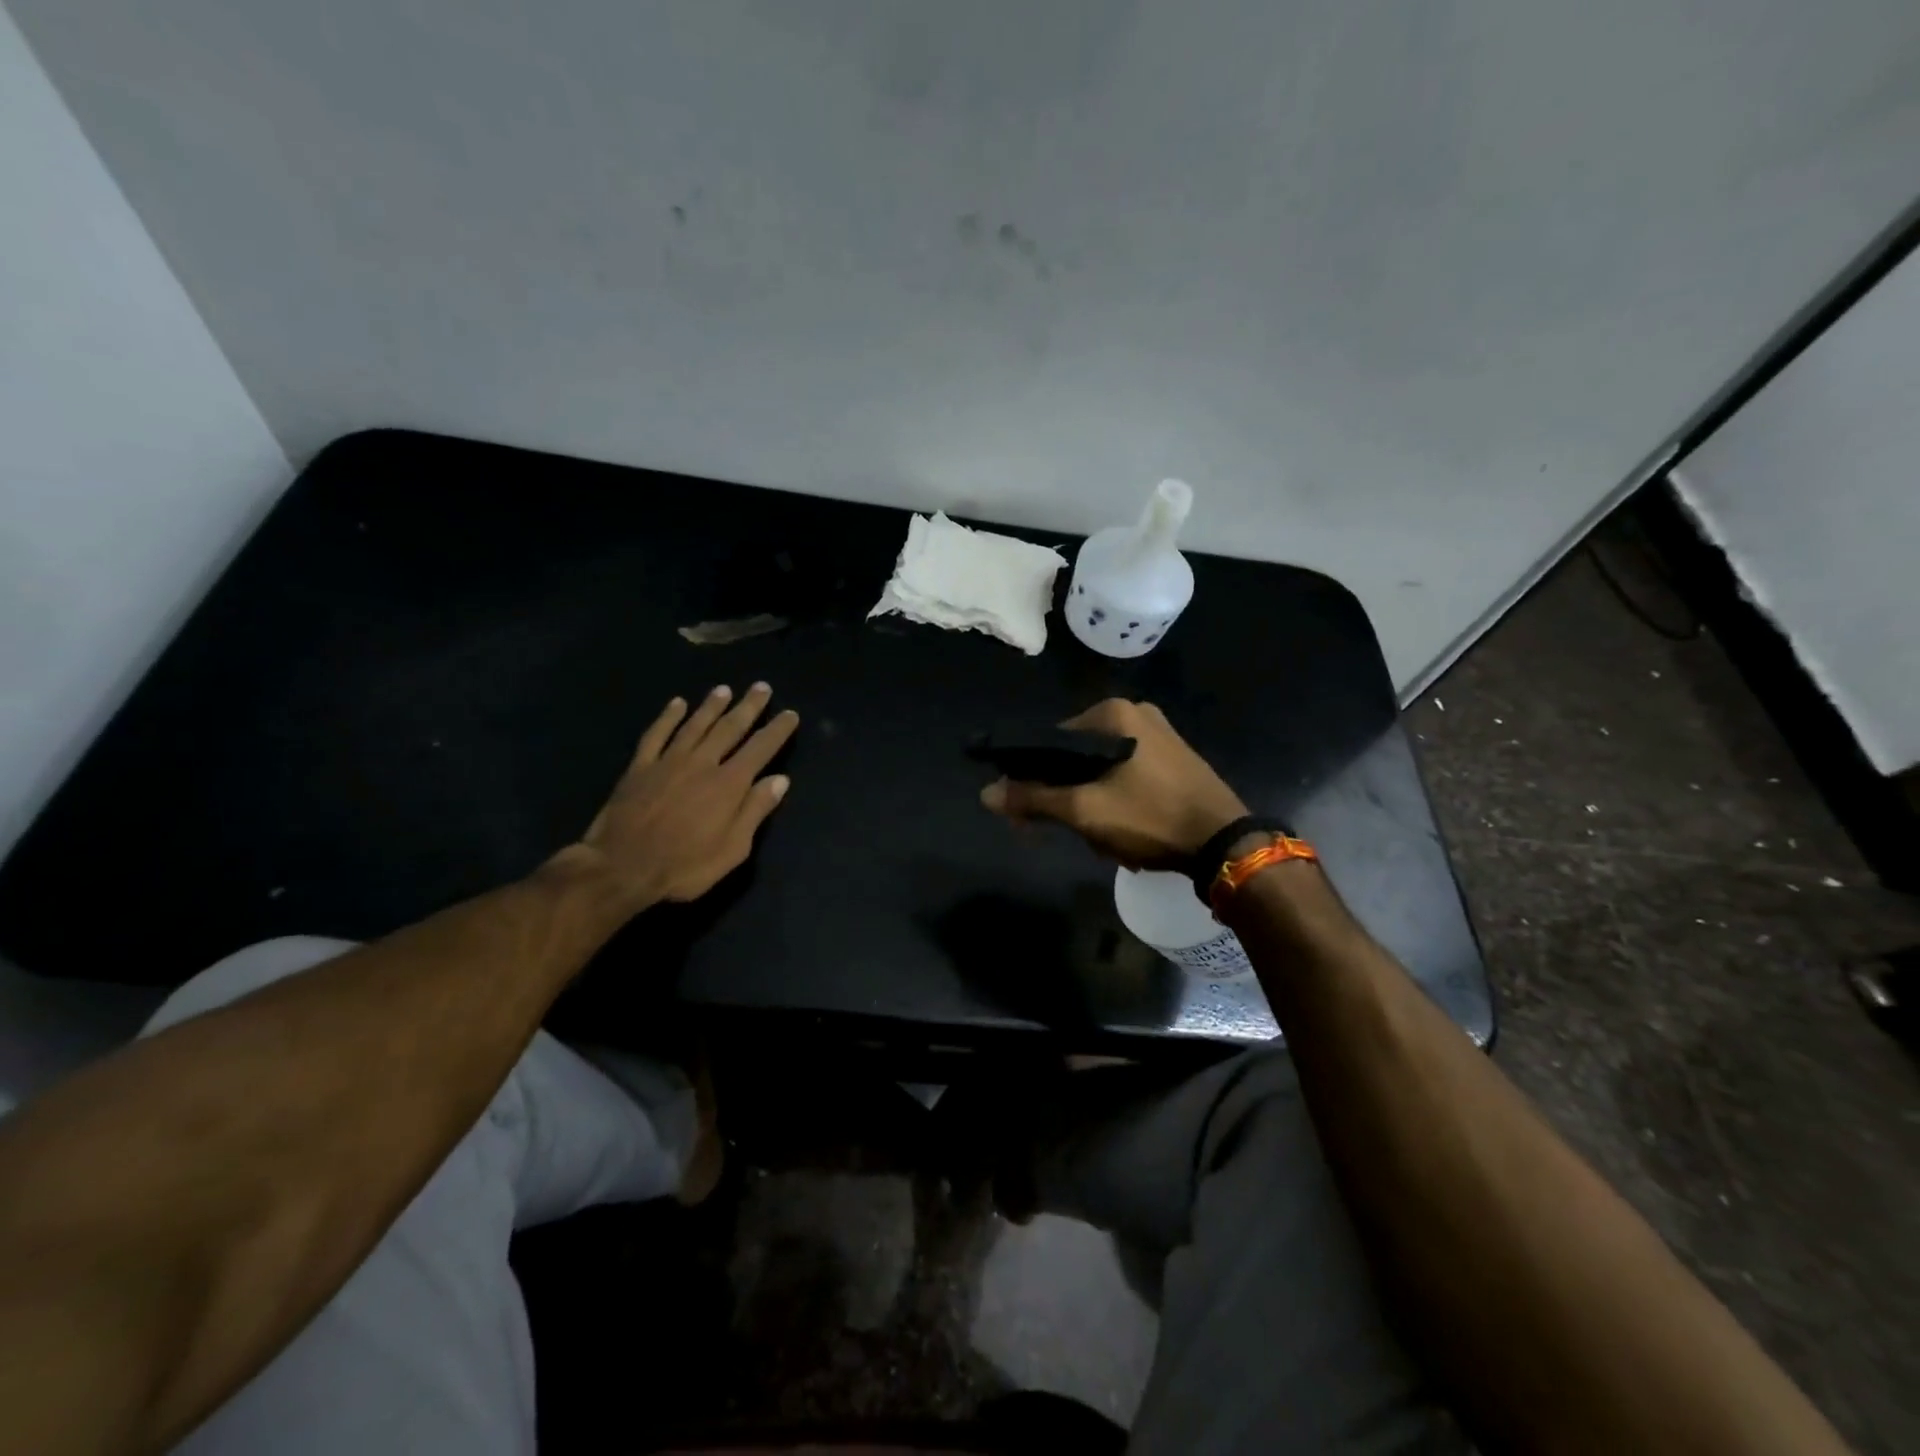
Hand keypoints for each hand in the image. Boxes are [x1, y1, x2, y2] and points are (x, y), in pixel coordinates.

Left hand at [568, 683, 798, 910]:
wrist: (621, 868)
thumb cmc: (684, 866)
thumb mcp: (733, 849)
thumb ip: (755, 811)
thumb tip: (780, 780)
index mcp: (729, 784)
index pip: (760, 749)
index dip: (777, 730)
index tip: (790, 714)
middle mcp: (702, 763)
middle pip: (730, 728)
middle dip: (748, 706)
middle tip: (761, 687)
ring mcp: (668, 762)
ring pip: (695, 725)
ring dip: (712, 705)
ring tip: (724, 689)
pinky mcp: (640, 767)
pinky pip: (656, 734)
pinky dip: (668, 717)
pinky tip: (676, 704)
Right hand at [980, 698, 1246, 869]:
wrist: (1224, 844)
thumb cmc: (1149, 817)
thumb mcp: (1084, 810)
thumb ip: (1033, 798)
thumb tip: (986, 793)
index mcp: (1113, 712)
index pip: (1050, 740)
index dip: (1032, 777)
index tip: (1026, 812)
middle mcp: (1136, 713)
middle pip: (1076, 755)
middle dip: (1067, 796)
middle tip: (1069, 830)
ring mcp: (1160, 735)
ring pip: (1101, 770)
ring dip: (1092, 804)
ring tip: (1103, 837)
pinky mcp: (1175, 759)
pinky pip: (1126, 775)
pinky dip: (1116, 801)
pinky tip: (1124, 829)